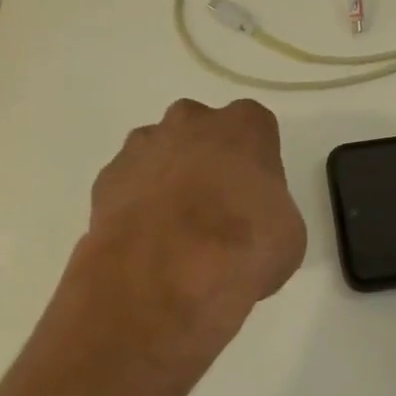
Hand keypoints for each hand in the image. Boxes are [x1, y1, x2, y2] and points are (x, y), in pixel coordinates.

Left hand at [81, 97, 306, 349]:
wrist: (165, 274)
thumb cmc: (244, 245)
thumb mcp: (288, 235)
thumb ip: (271, 212)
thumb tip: (254, 225)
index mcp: (244, 125)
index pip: (256, 128)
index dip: (256, 162)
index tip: (255, 195)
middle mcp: (191, 121)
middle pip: (202, 131)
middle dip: (207, 160)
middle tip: (216, 208)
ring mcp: (143, 146)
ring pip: (160, 153)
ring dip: (168, 180)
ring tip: (176, 232)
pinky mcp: (106, 178)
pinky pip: (129, 185)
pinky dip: (136, 206)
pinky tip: (146, 243)